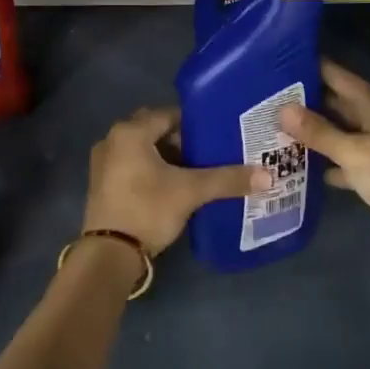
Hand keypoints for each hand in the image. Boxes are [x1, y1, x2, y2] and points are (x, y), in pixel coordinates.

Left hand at [82, 107, 266, 256]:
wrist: (109, 254)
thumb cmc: (148, 209)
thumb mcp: (191, 191)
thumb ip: (227, 179)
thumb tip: (268, 176)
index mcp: (130, 132)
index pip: (169, 114)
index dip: (195, 123)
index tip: (218, 133)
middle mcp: (112, 139)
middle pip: (154, 129)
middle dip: (180, 138)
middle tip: (209, 150)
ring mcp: (103, 162)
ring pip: (142, 148)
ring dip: (166, 154)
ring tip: (195, 168)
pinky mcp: (102, 184)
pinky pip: (132, 164)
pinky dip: (151, 168)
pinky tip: (172, 185)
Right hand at [281, 59, 369, 260]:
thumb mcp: (353, 151)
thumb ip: (318, 131)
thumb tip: (283, 109)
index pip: (339, 77)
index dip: (313, 68)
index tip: (281, 63)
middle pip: (338, 104)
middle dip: (307, 102)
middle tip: (269, 99)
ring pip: (341, 133)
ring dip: (316, 133)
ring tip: (277, 129)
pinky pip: (346, 160)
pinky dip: (328, 163)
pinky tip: (302, 166)